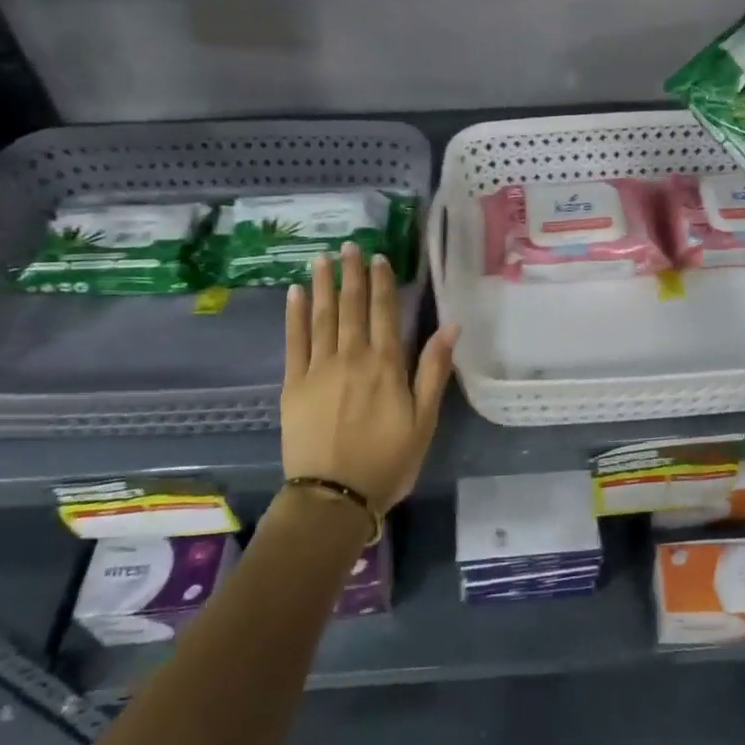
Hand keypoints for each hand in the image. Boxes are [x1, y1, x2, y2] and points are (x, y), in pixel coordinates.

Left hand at [281, 244, 456, 510]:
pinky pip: (294, 341)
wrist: (333, 497)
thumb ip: (434, 370)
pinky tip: (294, 294)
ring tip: (322, 259)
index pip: (384, 311)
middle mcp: (351, 356)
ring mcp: (319, 368)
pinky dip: (294, 315)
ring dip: (322, 285)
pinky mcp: (294, 384)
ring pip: (322, 316)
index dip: (382, 282)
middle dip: (351, 274)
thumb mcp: (424, 420)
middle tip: (348, 246)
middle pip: (351, 306)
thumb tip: (451, 325)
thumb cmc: (388, 461)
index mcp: (385, 364)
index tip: (377, 257)